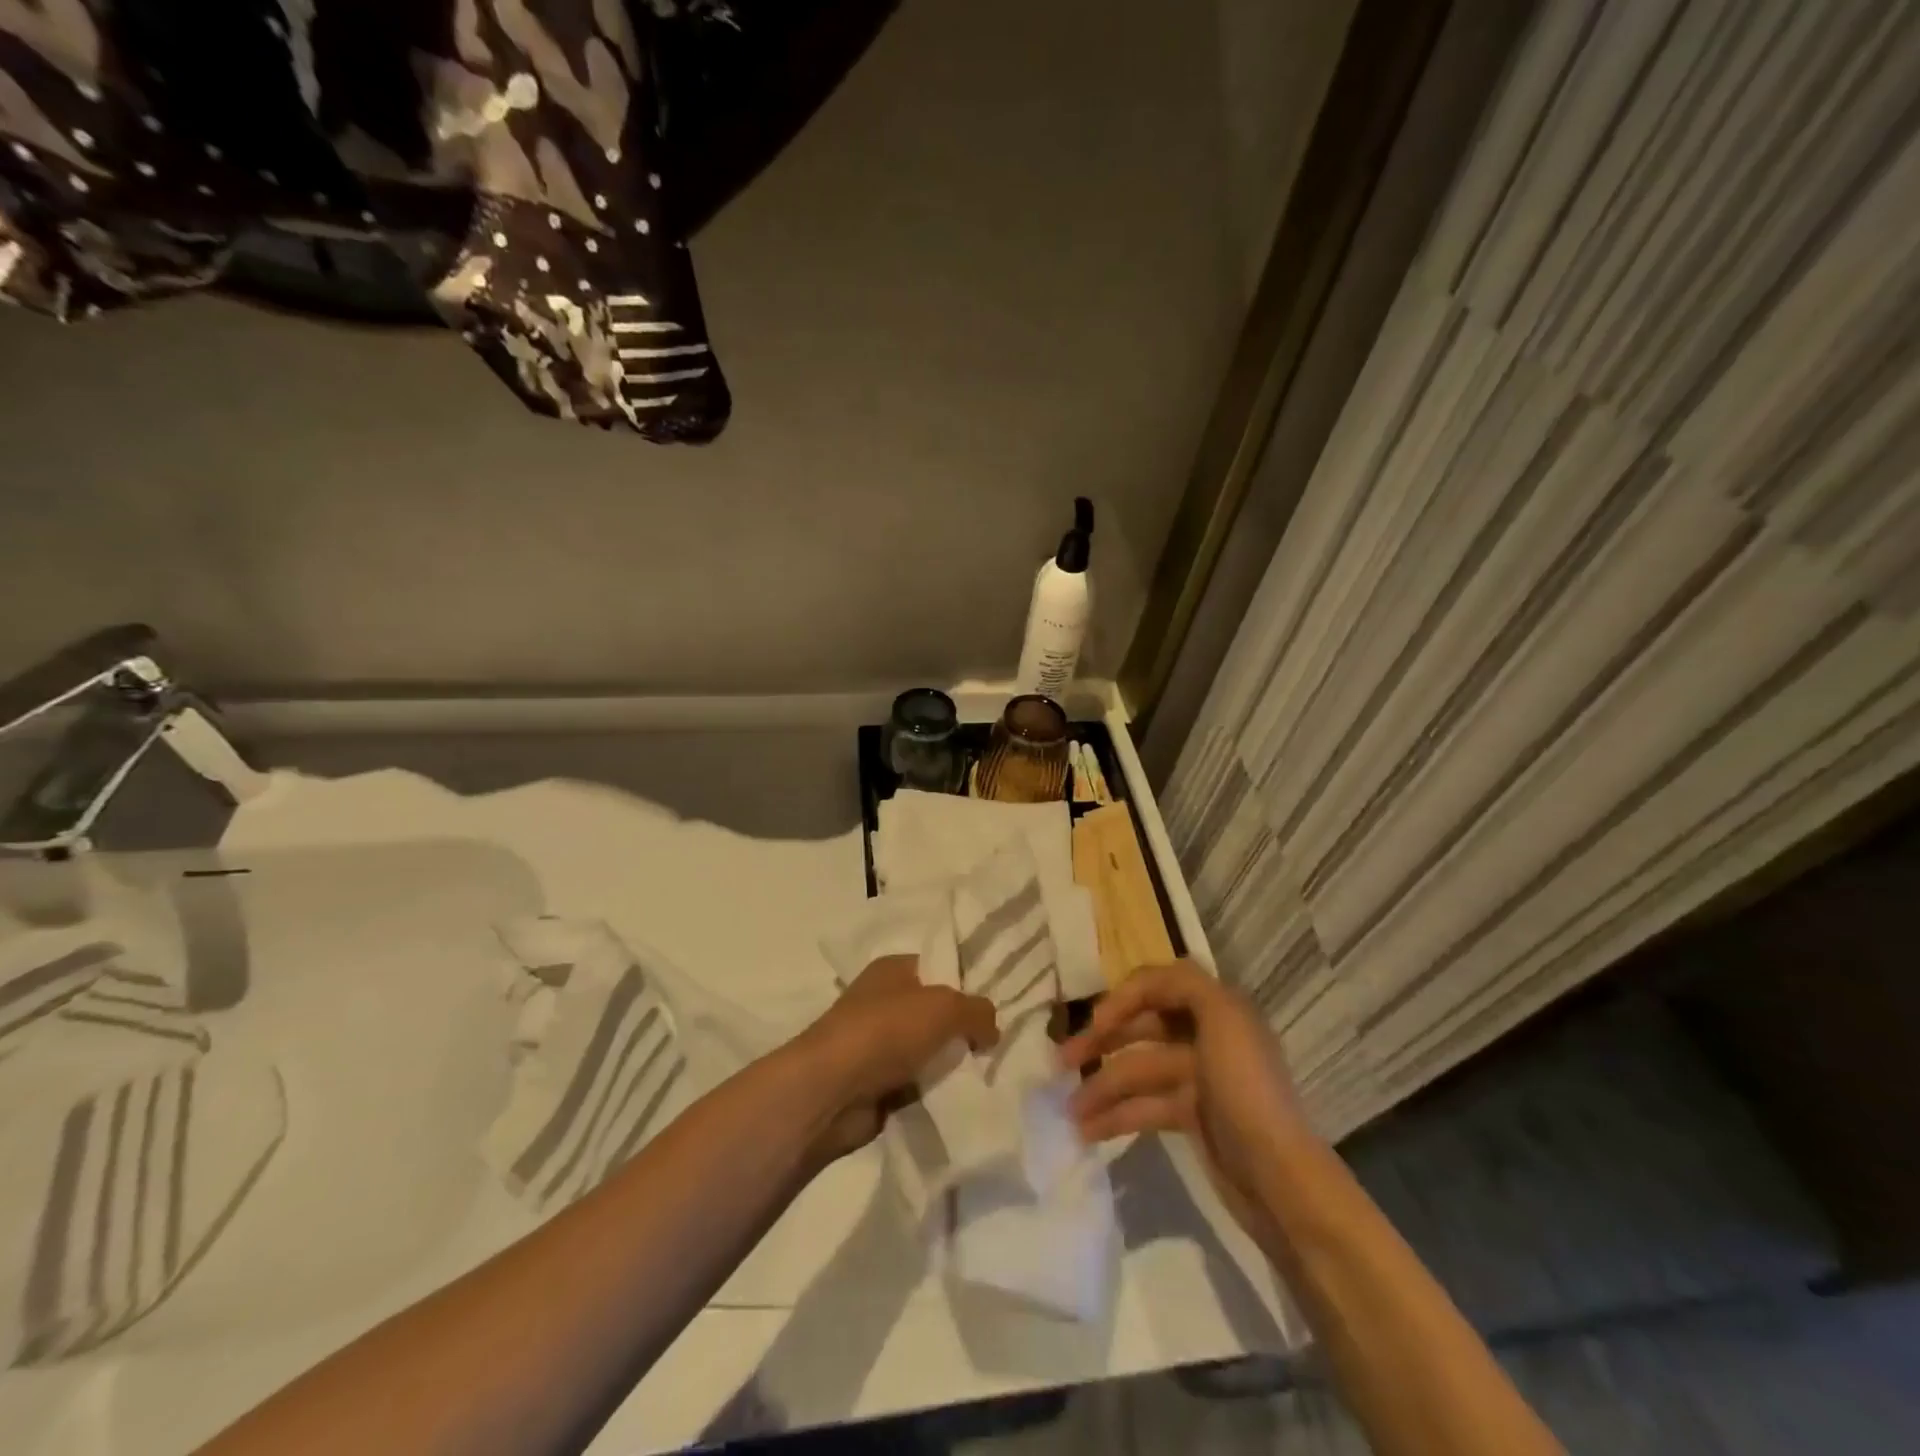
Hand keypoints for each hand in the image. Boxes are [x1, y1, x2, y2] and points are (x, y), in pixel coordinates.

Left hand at [799, 955, 998, 1162]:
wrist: (832, 1091)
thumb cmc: (886, 1030)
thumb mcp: (945, 1007)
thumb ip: (978, 1011)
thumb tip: (992, 1028)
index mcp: (893, 969)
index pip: (939, 967)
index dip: (968, 983)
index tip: (998, 1005)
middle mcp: (883, 1001)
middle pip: (935, 1012)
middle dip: (963, 1030)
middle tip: (996, 1045)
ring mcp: (877, 1044)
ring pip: (928, 1051)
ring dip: (949, 1065)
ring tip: (986, 1075)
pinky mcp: (876, 1084)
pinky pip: (917, 1084)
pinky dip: (934, 1092)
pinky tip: (961, 1098)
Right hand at [1057, 961, 1312, 1232]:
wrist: (1279, 1178)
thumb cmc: (1245, 1089)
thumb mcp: (1224, 1018)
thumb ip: (1185, 985)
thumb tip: (1144, 985)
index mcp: (1218, 1008)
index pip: (1158, 985)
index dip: (1122, 998)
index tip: (1094, 1024)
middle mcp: (1208, 1036)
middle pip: (1143, 1027)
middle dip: (1101, 1041)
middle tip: (1061, 1062)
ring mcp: (1200, 1079)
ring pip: (1138, 1071)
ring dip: (1102, 1086)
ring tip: (1068, 1110)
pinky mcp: (1193, 1118)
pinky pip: (1145, 1106)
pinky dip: (1116, 1115)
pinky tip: (1087, 1130)